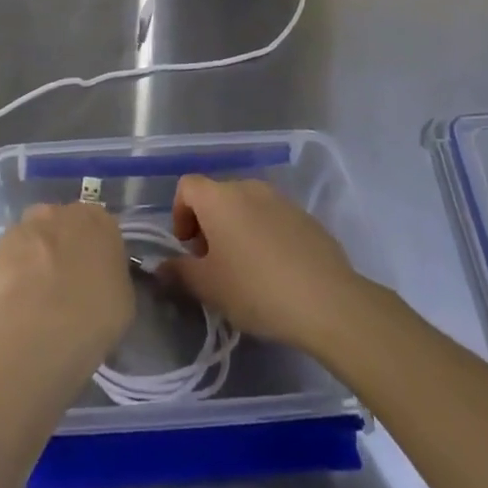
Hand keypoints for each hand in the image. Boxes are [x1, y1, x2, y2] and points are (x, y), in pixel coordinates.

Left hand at [0, 203, 133, 373]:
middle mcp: (58, 213)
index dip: (95, 250)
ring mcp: (22, 229)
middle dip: (62, 246)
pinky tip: (14, 306)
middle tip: (65, 283)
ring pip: (31, 238)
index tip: (95, 275)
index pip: (100, 225)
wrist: (38, 333)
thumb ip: (111, 276)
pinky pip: (7, 260)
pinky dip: (10, 276)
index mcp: (97, 220)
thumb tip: (100, 279)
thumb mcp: (123, 299)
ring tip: (35, 298)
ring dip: (34, 258)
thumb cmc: (93, 316)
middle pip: (61, 224)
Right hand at [162, 174, 362, 351]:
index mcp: (219, 198)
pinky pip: (273, 219)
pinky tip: (275, 271)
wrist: (326, 300)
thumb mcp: (207, 287)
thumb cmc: (255, 288)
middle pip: (217, 196)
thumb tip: (161, 266)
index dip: (180, 213)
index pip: (187, 186)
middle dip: (208, 224)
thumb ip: (179, 272)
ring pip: (247, 207)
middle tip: (213, 263)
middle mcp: (249, 187)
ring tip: (245, 269)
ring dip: (237, 229)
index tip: (188, 248)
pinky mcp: (306, 217)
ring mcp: (281, 199)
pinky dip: (265, 235)